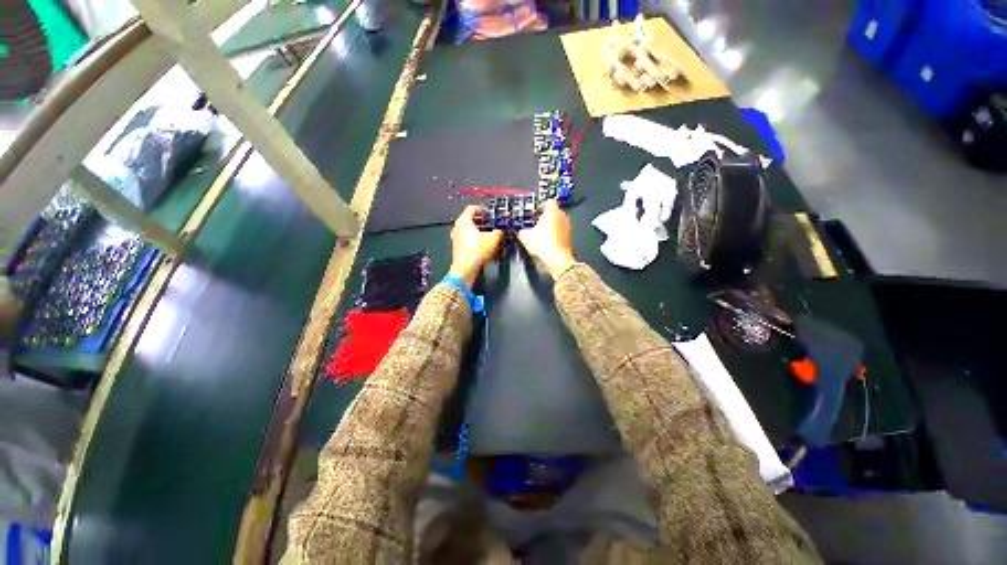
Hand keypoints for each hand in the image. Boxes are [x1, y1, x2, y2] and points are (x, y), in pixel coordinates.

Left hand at [448, 206, 504, 286]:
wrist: (465, 269)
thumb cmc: (476, 251)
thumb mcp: (493, 239)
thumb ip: (499, 231)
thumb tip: (503, 228)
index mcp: (464, 221)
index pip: (472, 208)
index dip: (482, 209)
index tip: (489, 212)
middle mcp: (458, 227)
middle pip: (469, 218)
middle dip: (481, 219)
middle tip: (490, 221)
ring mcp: (456, 237)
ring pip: (467, 228)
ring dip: (478, 229)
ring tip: (488, 232)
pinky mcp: (457, 247)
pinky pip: (466, 237)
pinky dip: (474, 237)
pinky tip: (483, 243)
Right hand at [517, 200, 575, 277]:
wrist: (557, 259)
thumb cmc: (543, 244)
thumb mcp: (525, 237)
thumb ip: (521, 231)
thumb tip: (520, 231)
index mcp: (552, 211)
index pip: (549, 201)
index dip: (541, 205)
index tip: (535, 211)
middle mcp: (562, 216)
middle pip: (553, 211)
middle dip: (544, 216)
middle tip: (535, 223)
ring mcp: (567, 227)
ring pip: (557, 222)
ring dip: (549, 226)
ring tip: (540, 234)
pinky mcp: (569, 238)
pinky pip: (560, 232)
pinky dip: (554, 235)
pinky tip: (546, 242)